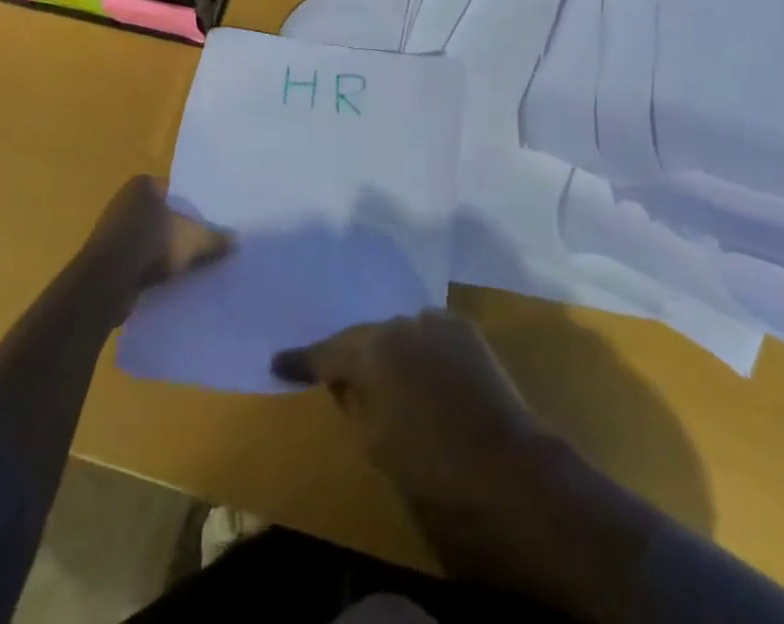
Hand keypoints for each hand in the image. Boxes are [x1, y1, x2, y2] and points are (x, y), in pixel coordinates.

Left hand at [82, 176, 233, 300]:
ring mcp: (111, 230)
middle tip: (199, 243)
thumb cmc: (151, 244)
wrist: (105, 282)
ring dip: (161, 251)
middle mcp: (124, 201)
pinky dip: (147, 268)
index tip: (206, 223)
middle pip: (160, 215)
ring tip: (185, 265)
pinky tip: (164, 281)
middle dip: (176, 229)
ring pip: (147, 238)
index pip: (174, 191)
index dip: (191, 207)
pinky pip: (134, 259)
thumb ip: (215, 239)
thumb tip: (236, 241)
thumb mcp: (194, 240)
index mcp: (143, 185)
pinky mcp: (104, 257)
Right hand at [276, 311, 673, 623]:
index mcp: (374, 350)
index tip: (278, 361)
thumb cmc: (431, 462)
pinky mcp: (464, 327)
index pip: (326, 352)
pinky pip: (427, 333)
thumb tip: (345, 382)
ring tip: (381, 373)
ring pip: (398, 332)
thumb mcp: (374, 441)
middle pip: (365, 336)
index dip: (301, 360)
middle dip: (349, 354)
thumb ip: (353, 401)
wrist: (506, 462)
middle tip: (332, 373)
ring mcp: (436, 320)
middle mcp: (401, 323)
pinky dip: (417, 348)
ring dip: (388, 350)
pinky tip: (420, 369)